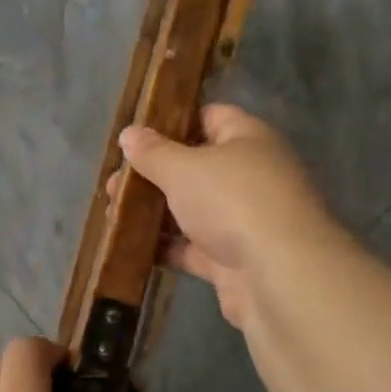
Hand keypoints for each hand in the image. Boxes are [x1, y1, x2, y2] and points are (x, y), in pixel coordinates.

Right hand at [119, 104, 340, 332]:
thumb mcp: (184, 168)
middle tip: (114, 184)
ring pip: (191, 210)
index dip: (174, 122)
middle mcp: (249, 176)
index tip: (135, 135)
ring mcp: (242, 220)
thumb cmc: (232, 201)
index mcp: (247, 140)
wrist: (277, 275)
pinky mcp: (232, 260)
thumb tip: (129, 133)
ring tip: (113, 213)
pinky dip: (165, 248)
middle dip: (154, 175)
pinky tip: (130, 247)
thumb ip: (153, 152)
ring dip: (154, 213)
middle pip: (196, 167)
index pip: (211, 117)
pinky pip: (192, 248)